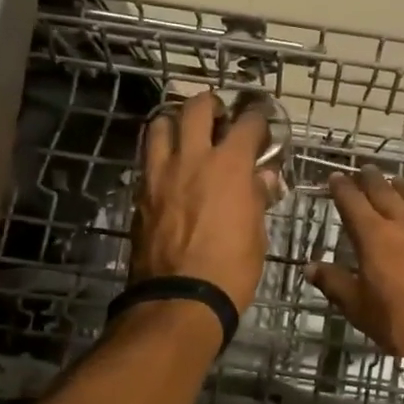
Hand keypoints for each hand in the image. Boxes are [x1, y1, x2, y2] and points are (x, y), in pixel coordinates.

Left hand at [131, 90, 278, 312]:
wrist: (180, 300)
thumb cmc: (231, 270)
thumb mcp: (256, 234)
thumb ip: (257, 197)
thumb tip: (262, 178)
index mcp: (229, 166)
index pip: (247, 123)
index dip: (258, 119)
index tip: (261, 126)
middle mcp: (192, 158)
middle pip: (196, 108)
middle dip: (211, 104)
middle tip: (220, 116)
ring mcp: (160, 173)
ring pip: (160, 124)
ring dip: (175, 122)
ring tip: (185, 135)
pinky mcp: (140, 193)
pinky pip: (147, 157)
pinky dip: (159, 152)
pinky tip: (169, 167)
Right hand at [306, 165, 403, 376]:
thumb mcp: (361, 310)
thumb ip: (336, 284)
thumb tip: (310, 267)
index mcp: (375, 237)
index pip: (352, 203)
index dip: (341, 189)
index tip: (335, 178)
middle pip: (384, 191)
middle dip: (370, 179)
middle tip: (362, 170)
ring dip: (399, 185)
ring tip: (394, 181)